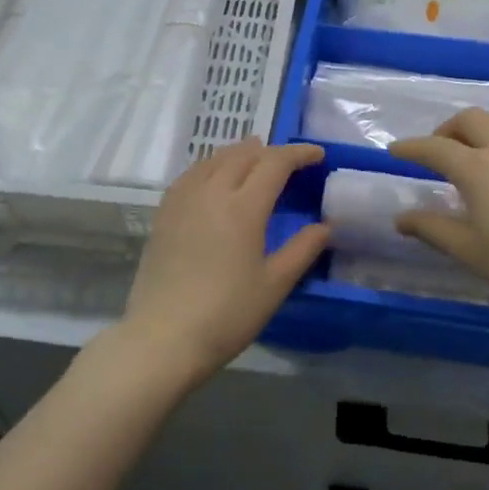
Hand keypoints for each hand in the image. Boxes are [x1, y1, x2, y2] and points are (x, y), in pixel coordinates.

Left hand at [117, 139, 329, 385]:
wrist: (163, 338)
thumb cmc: (226, 315)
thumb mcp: (274, 285)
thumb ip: (302, 250)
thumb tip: (325, 226)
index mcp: (243, 207)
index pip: (275, 163)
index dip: (299, 153)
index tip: (318, 155)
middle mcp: (211, 192)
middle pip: (243, 155)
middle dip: (270, 151)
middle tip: (290, 162)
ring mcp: (183, 201)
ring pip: (214, 159)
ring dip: (240, 154)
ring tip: (255, 159)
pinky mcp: (164, 214)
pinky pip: (192, 174)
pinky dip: (212, 166)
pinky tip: (215, 178)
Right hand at [389, 109, 488, 327]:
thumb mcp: (471, 250)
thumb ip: (433, 228)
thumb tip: (401, 218)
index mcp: (477, 168)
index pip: (435, 148)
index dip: (411, 147)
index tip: (395, 150)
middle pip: (470, 120)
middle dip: (447, 130)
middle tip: (437, 151)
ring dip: (479, 128)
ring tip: (473, 154)